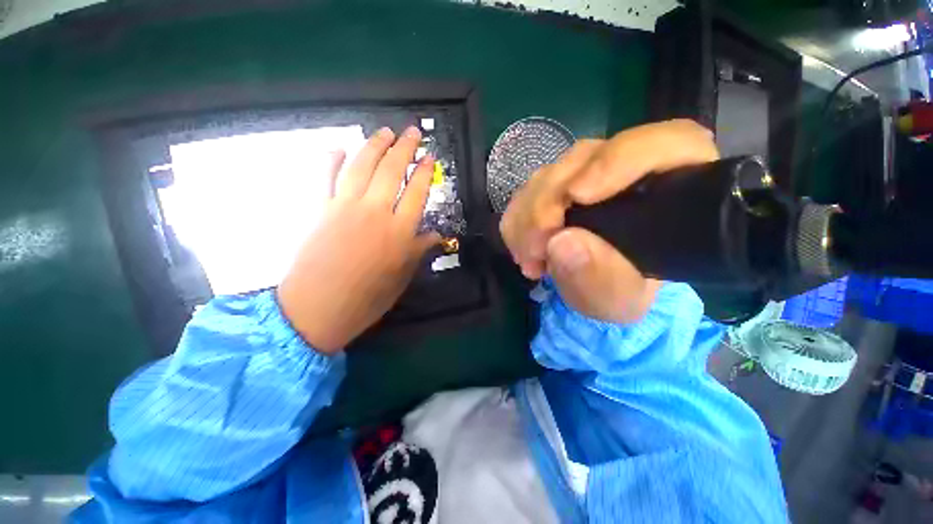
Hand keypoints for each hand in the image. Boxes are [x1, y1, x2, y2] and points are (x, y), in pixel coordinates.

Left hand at [277, 126, 440, 353]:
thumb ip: (419, 250)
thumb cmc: (368, 298)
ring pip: (362, 166)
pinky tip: (338, 148)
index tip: (430, 157)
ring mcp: (344, 207)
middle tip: (412, 131)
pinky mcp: (319, 209)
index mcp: (399, 231)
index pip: (417, 192)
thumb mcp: (402, 277)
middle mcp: (375, 212)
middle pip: (392, 171)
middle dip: (404, 147)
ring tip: (384, 131)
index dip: (425, 172)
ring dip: (374, 145)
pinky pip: (324, 177)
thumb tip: (436, 235)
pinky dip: (330, 160)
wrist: (318, 308)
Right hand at [500, 120, 718, 322]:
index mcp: (672, 186)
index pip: (666, 143)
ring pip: (549, 173)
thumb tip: (561, 243)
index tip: (577, 196)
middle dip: (548, 203)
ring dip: (527, 216)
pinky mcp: (556, 184)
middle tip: (536, 248)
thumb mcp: (619, 297)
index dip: (617, 160)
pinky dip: (518, 220)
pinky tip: (523, 248)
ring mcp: (586, 172)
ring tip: (529, 257)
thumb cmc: (622, 290)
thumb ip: (600, 277)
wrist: (598, 286)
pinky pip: (527, 190)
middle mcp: (627, 168)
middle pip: (584, 159)